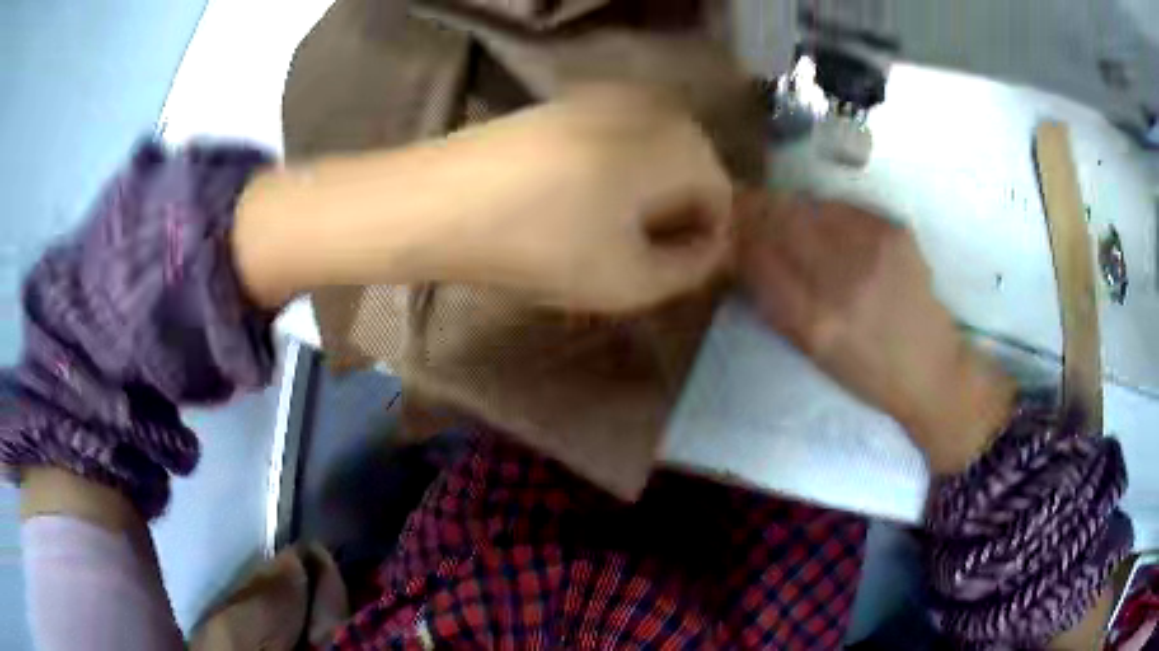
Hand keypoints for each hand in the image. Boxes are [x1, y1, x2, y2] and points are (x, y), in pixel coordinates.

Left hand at [427, 86, 733, 311]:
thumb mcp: (631, 281)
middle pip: (692, 169)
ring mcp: (607, 96)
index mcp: (681, 144)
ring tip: (604, 229)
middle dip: (676, 213)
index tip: (670, 271)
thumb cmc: (541, 244)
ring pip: (653, 153)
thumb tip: (712, 249)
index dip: (704, 242)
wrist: (439, 201)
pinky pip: (617, 139)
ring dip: (645, 192)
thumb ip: (692, 269)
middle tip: (638, 252)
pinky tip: (576, 198)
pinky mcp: (567, 101)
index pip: (723, 197)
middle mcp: (654, 106)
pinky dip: (613, 170)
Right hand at [736, 195, 1014, 474]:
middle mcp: (842, 282)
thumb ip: (778, 306)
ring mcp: (872, 253)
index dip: (738, 235)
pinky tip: (827, 222)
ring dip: (791, 206)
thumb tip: (746, 258)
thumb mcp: (815, 354)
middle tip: (747, 204)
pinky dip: (827, 211)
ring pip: (812, 209)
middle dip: (758, 209)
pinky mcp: (895, 234)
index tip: (728, 225)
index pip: (759, 259)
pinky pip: (845, 209)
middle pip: (782, 224)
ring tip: (784, 210)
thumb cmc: (869, 374)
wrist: (931, 370)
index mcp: (815, 323)